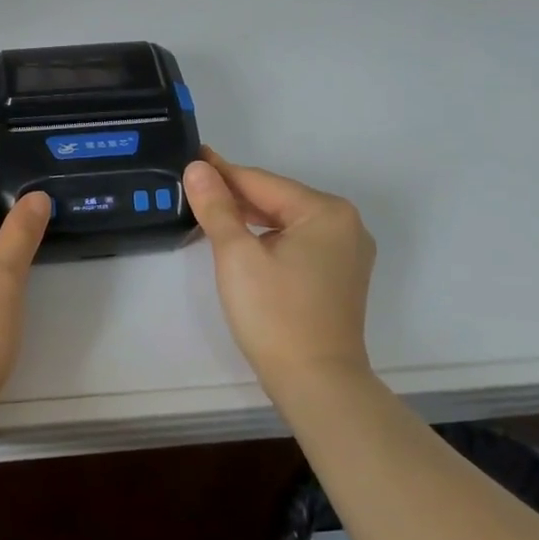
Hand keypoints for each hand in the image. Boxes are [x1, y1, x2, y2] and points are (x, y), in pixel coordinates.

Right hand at [183, 148, 376, 397]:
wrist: (317, 383)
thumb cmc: (274, 314)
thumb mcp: (236, 255)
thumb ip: (216, 207)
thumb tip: (197, 167)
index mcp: (325, 211)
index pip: (261, 181)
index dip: (221, 171)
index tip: (191, 157)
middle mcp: (345, 224)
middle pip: (277, 199)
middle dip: (235, 195)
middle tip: (193, 186)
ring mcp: (347, 252)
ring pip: (287, 221)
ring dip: (250, 217)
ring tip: (210, 211)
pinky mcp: (341, 275)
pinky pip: (299, 242)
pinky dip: (269, 238)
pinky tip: (244, 241)